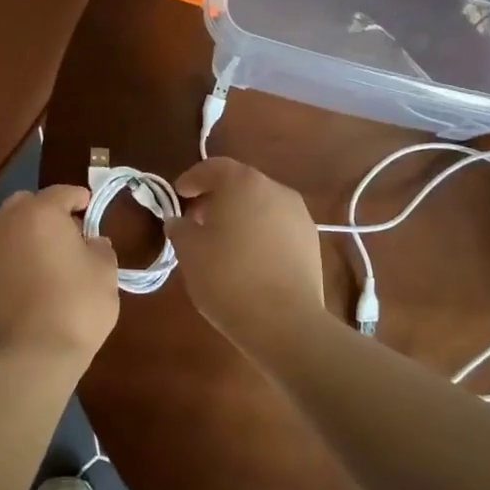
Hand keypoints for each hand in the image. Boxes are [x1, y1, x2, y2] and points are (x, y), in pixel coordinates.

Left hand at [0, 185, 119, 366]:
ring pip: (11, 227)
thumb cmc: (77, 304)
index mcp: (40, 213)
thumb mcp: (105, 271)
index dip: (79, 197)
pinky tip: (36, 275)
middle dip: (47, 210)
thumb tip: (92, 242)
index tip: (91, 207)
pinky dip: (18, 254)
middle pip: (27, 203)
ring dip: (30, 232)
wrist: (34, 353)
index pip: (62, 192)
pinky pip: (4, 251)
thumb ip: (99, 247)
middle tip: (70, 231)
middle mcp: (9, 223)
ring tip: (52, 255)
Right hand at [165, 158, 324, 344]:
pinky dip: (259, 233)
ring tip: (222, 242)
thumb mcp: (189, 251)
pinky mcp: (311, 243)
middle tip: (196, 220)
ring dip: (240, 216)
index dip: (192, 179)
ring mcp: (299, 216)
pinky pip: (277, 227)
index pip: (213, 167)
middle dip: (216, 198)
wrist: (284, 322)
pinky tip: (247, 259)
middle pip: (240, 184)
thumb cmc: (227, 277)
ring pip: (261, 205)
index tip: (178, 195)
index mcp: (243, 183)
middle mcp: (275, 190)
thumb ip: (180, 228)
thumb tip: (179, 221)